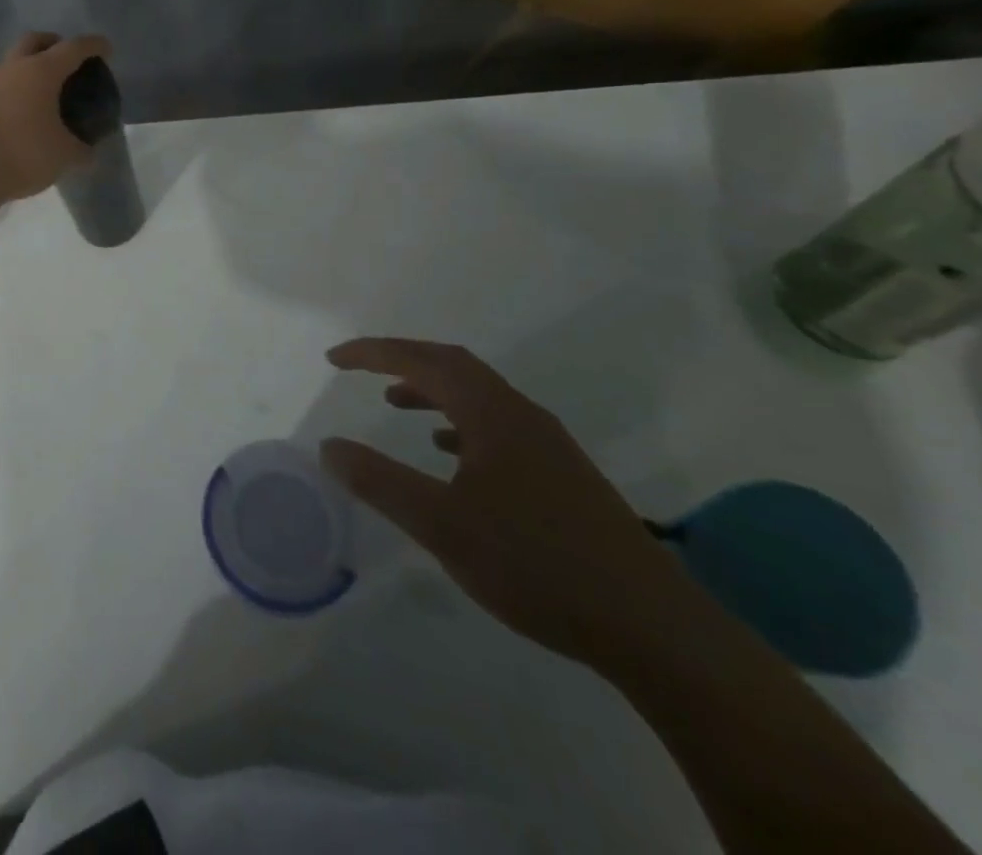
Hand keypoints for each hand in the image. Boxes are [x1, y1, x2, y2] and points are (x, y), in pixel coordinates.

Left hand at [0, 32, 109, 206]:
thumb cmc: (24, 154)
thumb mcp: (64, 155)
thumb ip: (81, 149)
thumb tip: (88, 152)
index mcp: (41, 71)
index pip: (73, 48)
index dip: (92, 46)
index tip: (105, 48)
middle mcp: (13, 69)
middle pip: (34, 41)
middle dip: (53, 43)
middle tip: (67, 59)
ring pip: (13, 62)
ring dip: (29, 66)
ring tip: (45, 88)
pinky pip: (1, 86)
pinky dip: (15, 89)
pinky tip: (24, 110)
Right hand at [320, 338, 712, 670]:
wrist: (652, 627)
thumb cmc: (536, 564)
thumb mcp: (441, 525)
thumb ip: (380, 482)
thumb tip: (329, 447)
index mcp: (492, 412)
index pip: (422, 361)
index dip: (373, 353)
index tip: (334, 359)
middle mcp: (521, 414)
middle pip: (453, 365)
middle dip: (401, 360)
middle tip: (360, 369)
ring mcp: (547, 445)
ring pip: (477, 396)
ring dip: (432, 390)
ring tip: (396, 404)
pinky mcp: (562, 475)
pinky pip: (496, 426)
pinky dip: (459, 423)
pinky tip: (450, 455)